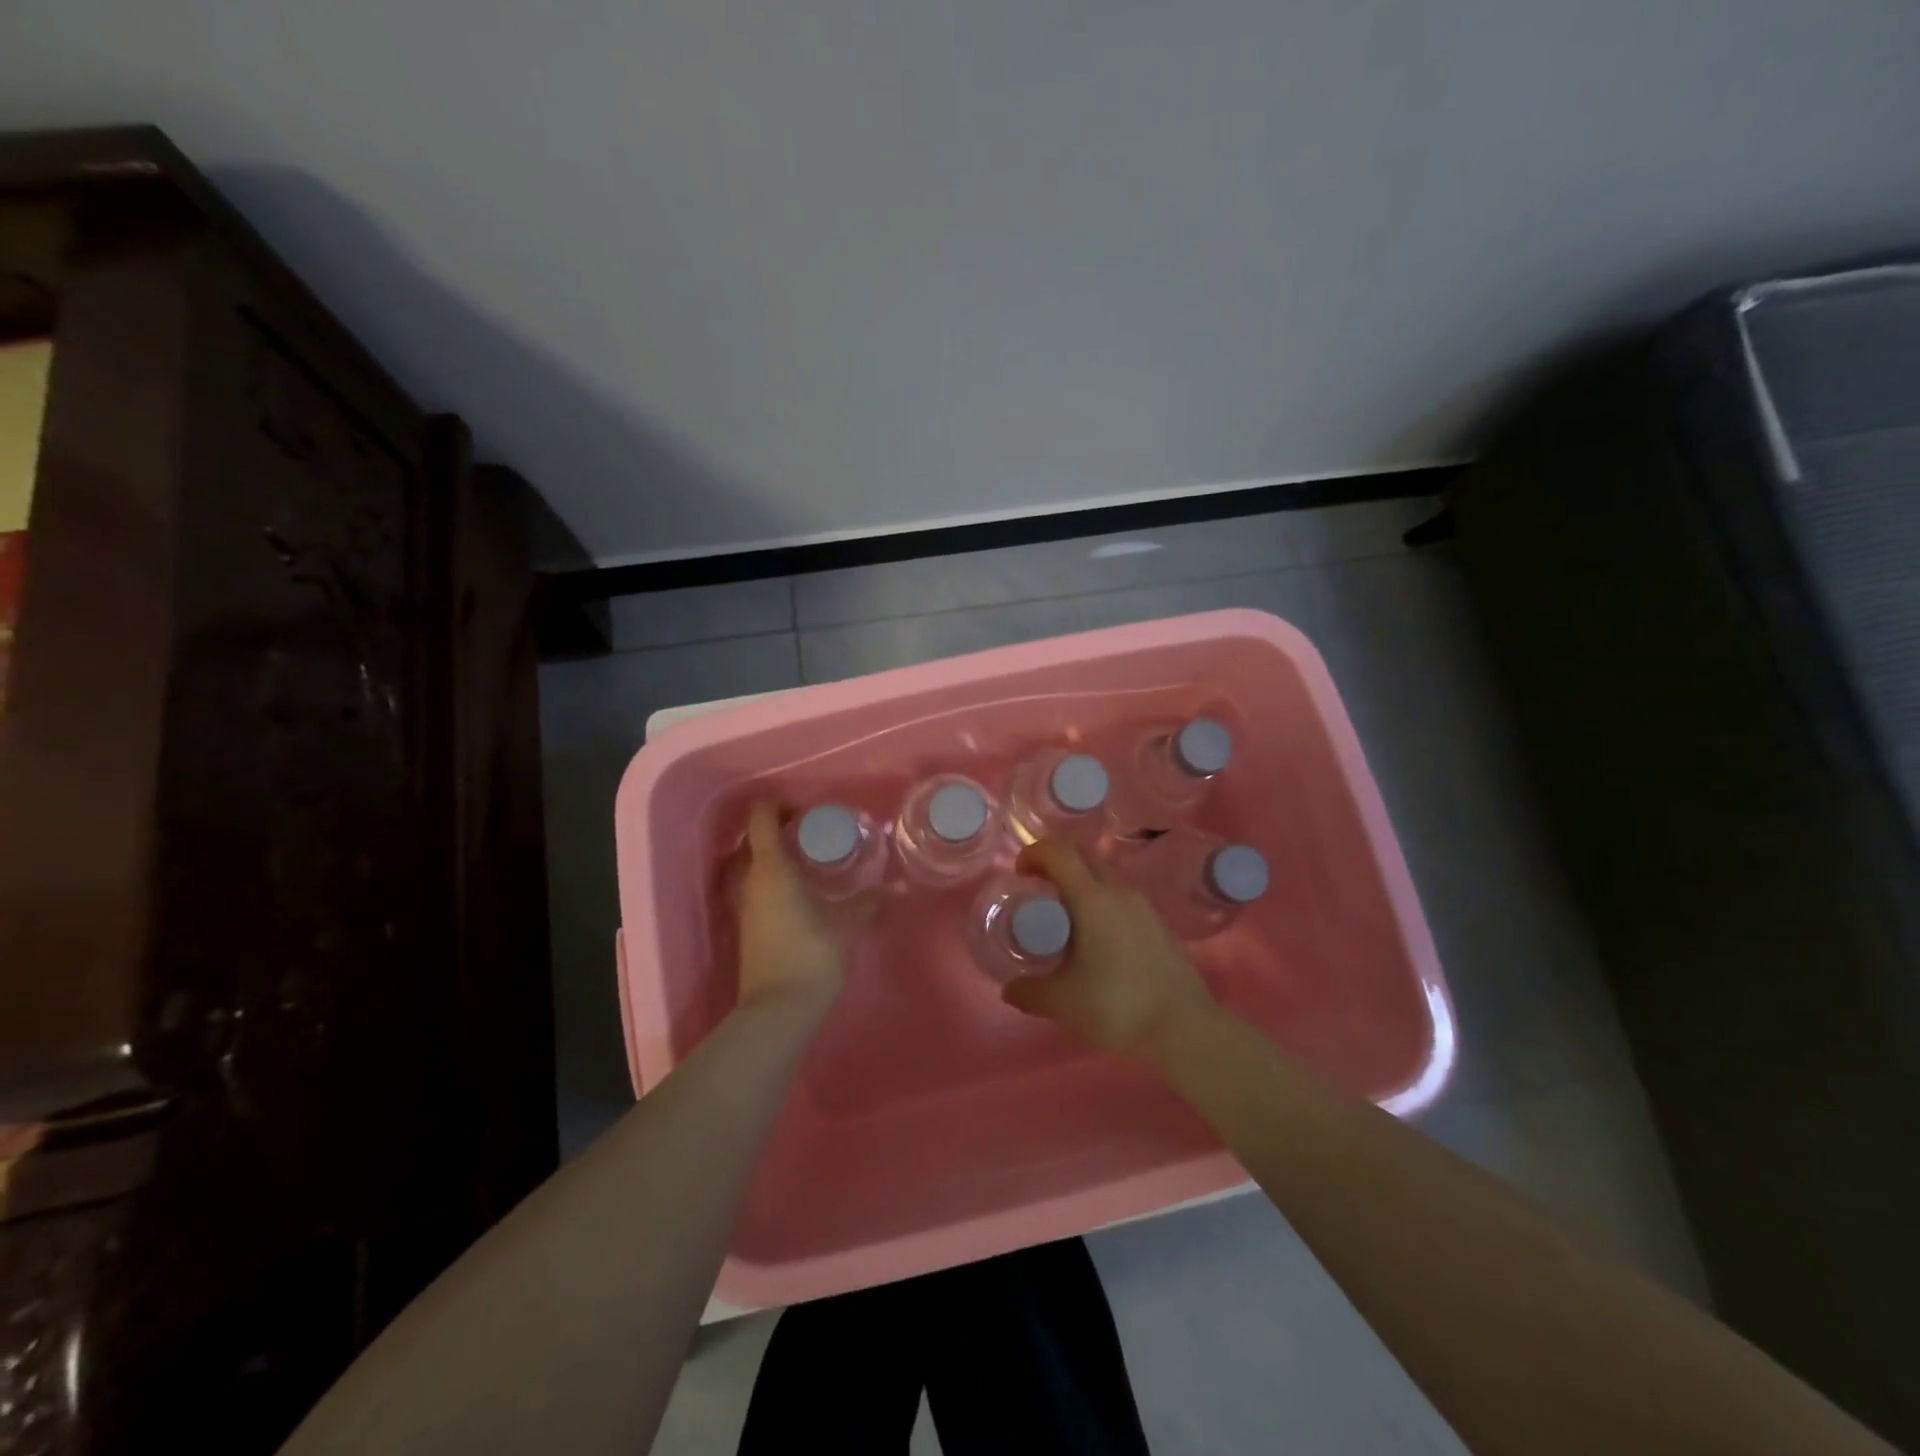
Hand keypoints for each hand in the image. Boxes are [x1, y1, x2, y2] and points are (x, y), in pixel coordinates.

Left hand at [733, 800, 880, 1010]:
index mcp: (771, 869)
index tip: (806, 811)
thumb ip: (868, 903)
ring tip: (801, 860)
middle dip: (774, 829)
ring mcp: (743, 905)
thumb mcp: (848, 925)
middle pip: (750, 840)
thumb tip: (891, 890)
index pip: (761, 819)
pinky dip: (767, 879)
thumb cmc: (812, 956)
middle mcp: (749, 881)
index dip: (779, 805)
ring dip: (767, 855)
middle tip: (807, 833)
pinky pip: (750, 887)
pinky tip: (796, 892)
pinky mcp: (745, 927)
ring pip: (746, 865)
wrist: (778, 1011)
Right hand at [1001, 838, 1215, 1054]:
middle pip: (1082, 854)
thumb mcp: (1061, 1002)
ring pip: (1104, 873)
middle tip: (1037, 889)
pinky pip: (1120, 894)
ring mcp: (1142, 904)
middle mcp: (1118, 891)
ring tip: (1063, 915)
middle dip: (1055, 862)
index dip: (1034, 852)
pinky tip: (1094, 936)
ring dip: (1079, 881)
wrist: (1184, 1026)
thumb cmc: (1117, 1005)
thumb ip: (1028, 992)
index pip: (1059, 851)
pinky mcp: (1156, 922)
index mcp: (1092, 898)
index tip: (1020, 874)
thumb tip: (1008, 988)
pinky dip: (1099, 899)